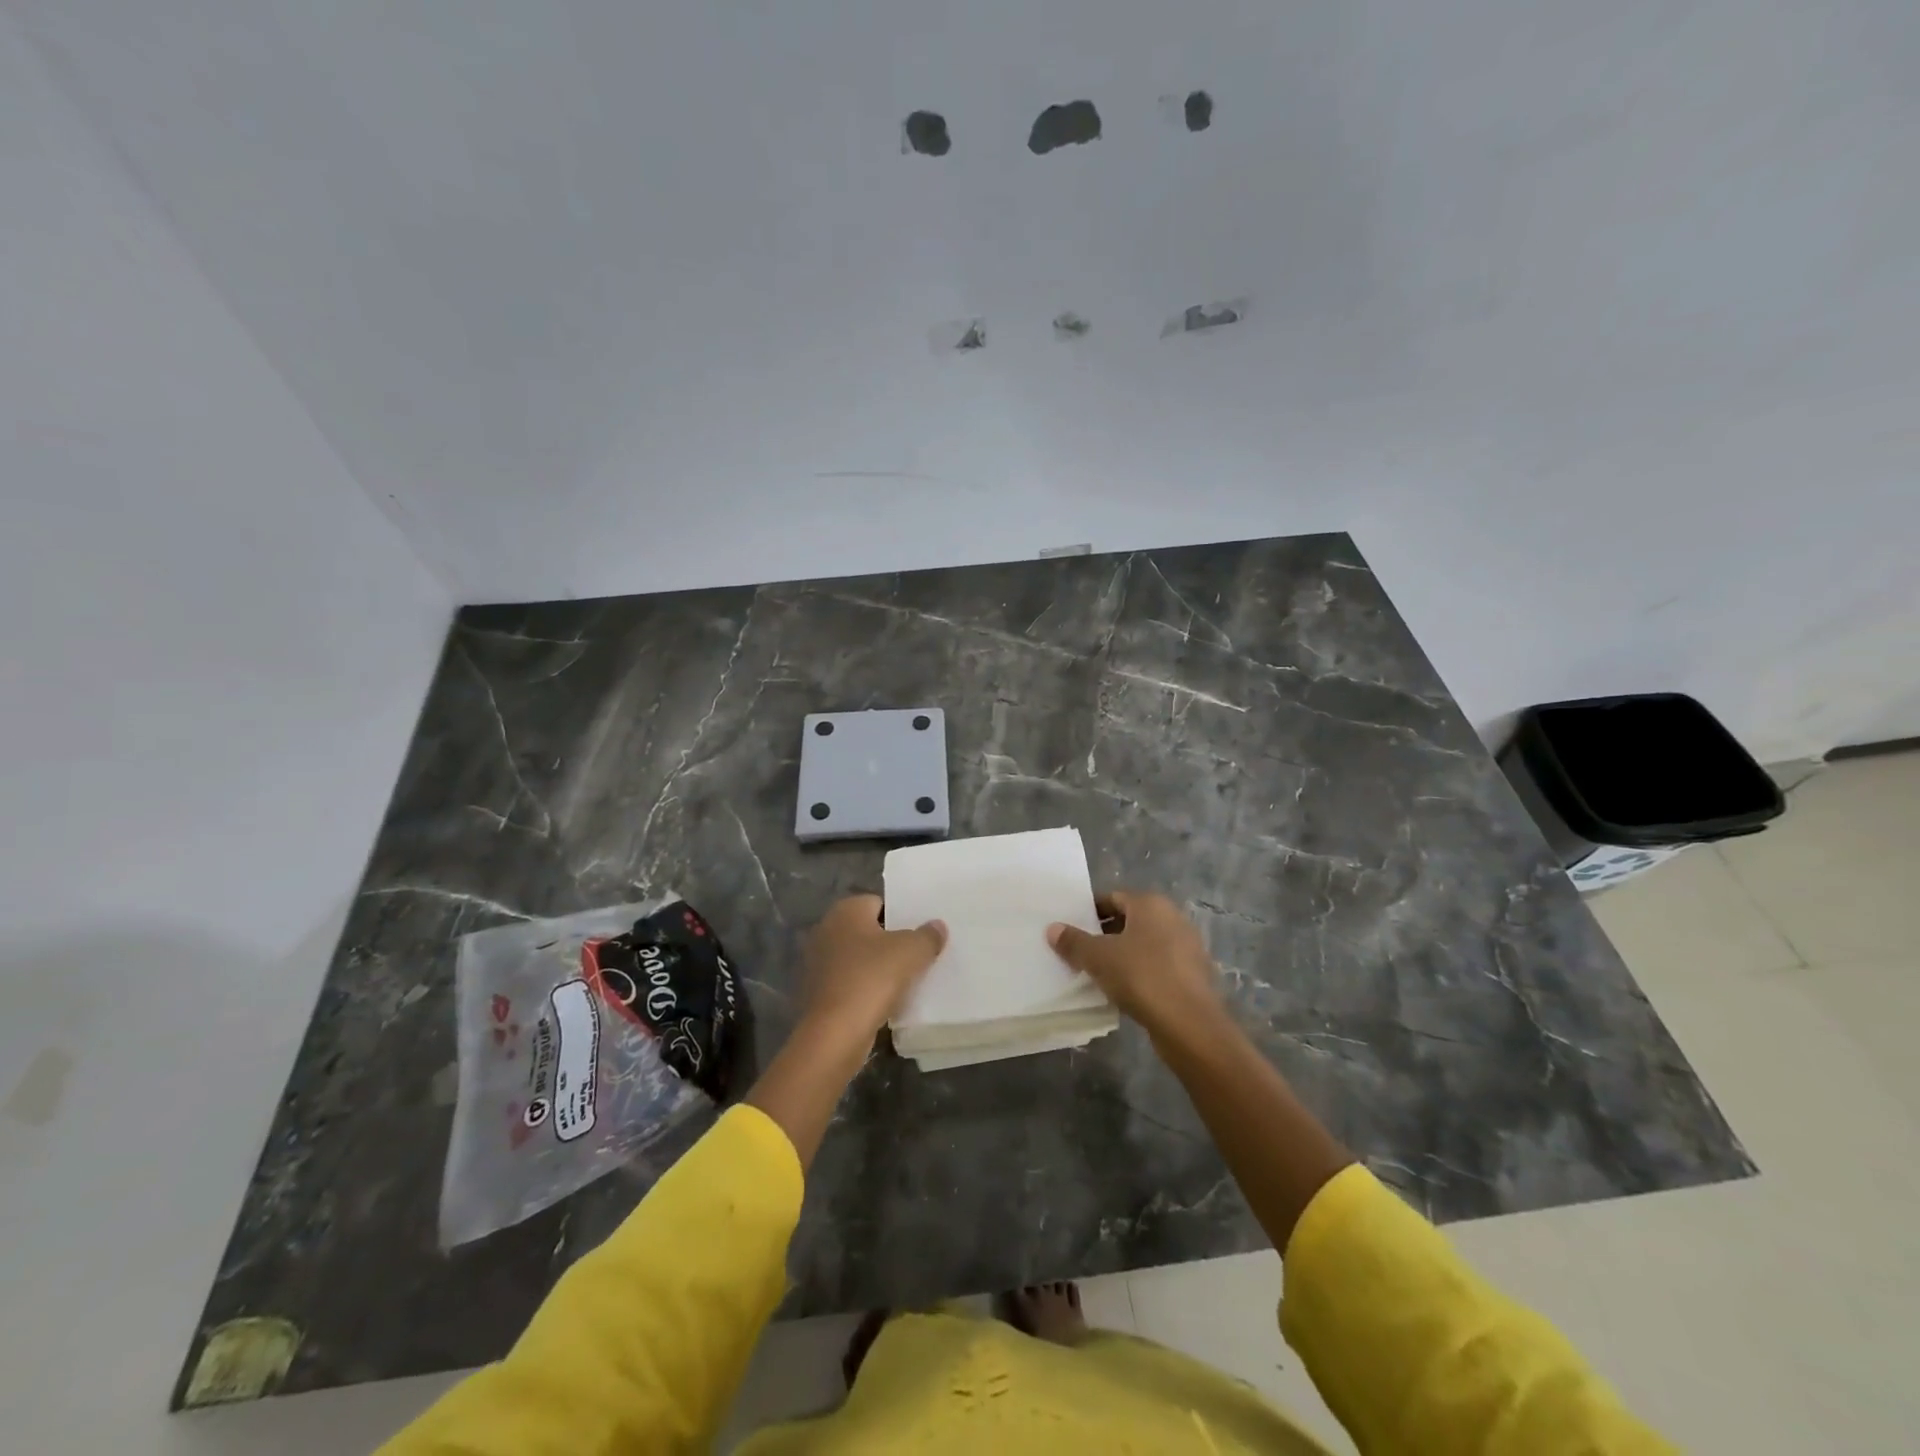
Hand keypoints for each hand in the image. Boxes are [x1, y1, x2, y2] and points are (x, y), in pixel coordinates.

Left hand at [799, 894, 946, 1040]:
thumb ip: (927, 935)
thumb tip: (937, 926)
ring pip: (860, 958)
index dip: (902, 915)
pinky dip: (867, 988)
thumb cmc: (872, 979)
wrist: (835, 1034)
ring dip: (880, 967)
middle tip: (920, 953)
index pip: (879, 902)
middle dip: (892, 941)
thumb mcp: (911, 951)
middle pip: (869, 930)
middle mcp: (827, 930)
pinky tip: (888, 1000)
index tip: (922, 932)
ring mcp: (819, 963)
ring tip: (910, 978)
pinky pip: (852, 982)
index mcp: (846, 911)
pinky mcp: (819, 992)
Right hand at [1047, 891, 1222, 1040]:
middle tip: (1080, 952)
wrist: (1190, 1025)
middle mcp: (1172, 918)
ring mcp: (1187, 947)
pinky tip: (1124, 991)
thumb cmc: (1141, 977)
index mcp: (1151, 904)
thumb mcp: (1098, 958)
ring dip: (1122, 955)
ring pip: (1144, 945)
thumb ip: (1074, 942)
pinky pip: (1158, 966)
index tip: (1071, 930)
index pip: (1112, 898)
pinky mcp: (1193, 975)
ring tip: (1098, 973)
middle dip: (1104, 935)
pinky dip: (1140, 973)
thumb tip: (1053, 928)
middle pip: (1129, 920)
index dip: (1089, 912)